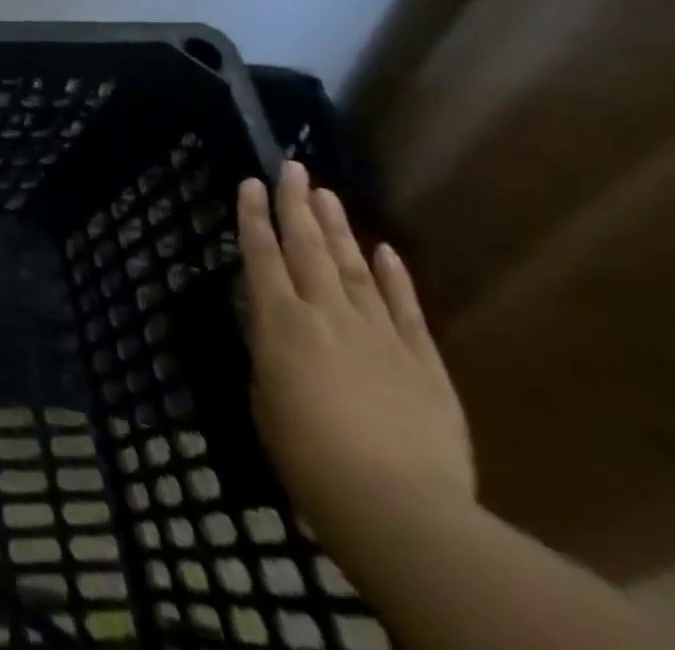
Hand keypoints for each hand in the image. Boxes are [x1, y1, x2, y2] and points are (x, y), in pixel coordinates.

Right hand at [238, 161, 473, 549]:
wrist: (398, 507)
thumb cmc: (308, 457)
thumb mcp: (264, 399)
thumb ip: (268, 354)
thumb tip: (274, 328)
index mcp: (280, 322)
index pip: (261, 255)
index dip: (253, 216)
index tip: (251, 182)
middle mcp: (326, 313)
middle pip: (307, 247)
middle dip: (296, 204)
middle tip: (291, 167)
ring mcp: (379, 334)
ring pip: (353, 266)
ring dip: (338, 227)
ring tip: (326, 194)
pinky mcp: (423, 363)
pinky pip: (405, 309)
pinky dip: (393, 277)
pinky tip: (383, 250)